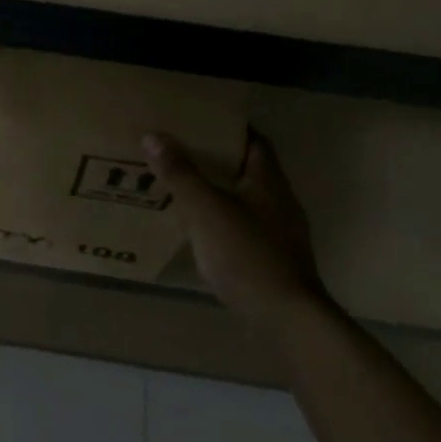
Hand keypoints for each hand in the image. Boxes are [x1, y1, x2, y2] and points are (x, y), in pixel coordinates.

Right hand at [142, 130, 329, 328]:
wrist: (288, 321)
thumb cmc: (248, 256)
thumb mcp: (206, 211)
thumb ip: (180, 174)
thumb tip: (152, 135)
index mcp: (269, 181)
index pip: (253, 140)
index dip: (228, 127)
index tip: (198, 120)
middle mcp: (280, 201)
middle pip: (248, 168)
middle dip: (216, 159)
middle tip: (180, 151)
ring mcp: (280, 233)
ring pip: (246, 199)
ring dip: (219, 191)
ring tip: (183, 187)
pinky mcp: (275, 260)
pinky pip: (245, 227)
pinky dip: (223, 221)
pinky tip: (201, 230)